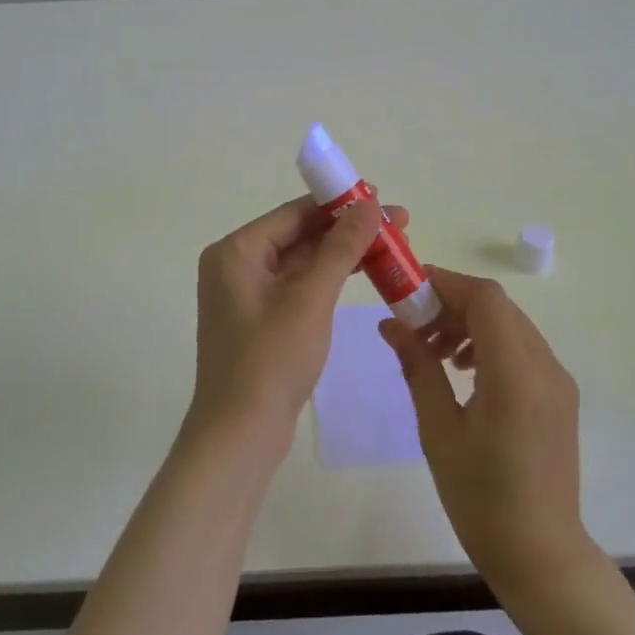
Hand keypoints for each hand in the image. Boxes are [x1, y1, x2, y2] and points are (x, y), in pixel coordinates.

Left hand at [191, 196, 397, 453]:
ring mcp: (247, 295)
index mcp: (236, 251)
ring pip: (302, 262)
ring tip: (390, 247)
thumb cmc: (271, 360)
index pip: (294, 213)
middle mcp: (236, 266)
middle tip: (398, 226)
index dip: (340, 204)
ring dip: (342, 254)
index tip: (382, 199)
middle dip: (347, 230)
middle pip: (299, 235)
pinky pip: (299, 287)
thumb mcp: (310, 298)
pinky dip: (328, 279)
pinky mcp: (261, 320)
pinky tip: (362, 274)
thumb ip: (340, 248)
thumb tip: (369, 205)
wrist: (240, 435)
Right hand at [382, 267, 596, 598]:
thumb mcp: (438, 431)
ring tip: (434, 353)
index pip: (485, 299)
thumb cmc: (481, 498)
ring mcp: (558, 380)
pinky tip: (463, 372)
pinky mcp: (560, 396)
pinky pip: (523, 349)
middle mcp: (545, 365)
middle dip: (453, 304)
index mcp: (515, 373)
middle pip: (498, 307)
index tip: (408, 290)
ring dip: (471, 324)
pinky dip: (490, 344)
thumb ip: (418, 368)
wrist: (541, 555)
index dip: (445, 284)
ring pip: (511, 325)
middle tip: (414, 326)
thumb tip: (391, 324)